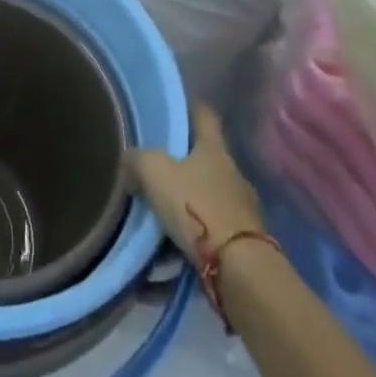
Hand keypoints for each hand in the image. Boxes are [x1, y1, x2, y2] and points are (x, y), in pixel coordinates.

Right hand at [128, 103, 264, 268]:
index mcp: (214, 149)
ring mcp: (243, 208)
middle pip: (208, 158)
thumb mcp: (155, 173)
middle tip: (158, 169)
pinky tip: (177, 250)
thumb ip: (138, 159)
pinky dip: (197, 235)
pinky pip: (214, 229)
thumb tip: (130, 158)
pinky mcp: (245, 242)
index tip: (178, 107)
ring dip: (191, 202)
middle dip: (186, 163)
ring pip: (210, 195)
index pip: (204, 116)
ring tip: (164, 215)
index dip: (191, 108)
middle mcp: (233, 173)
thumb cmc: (197, 207)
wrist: (239, 268)